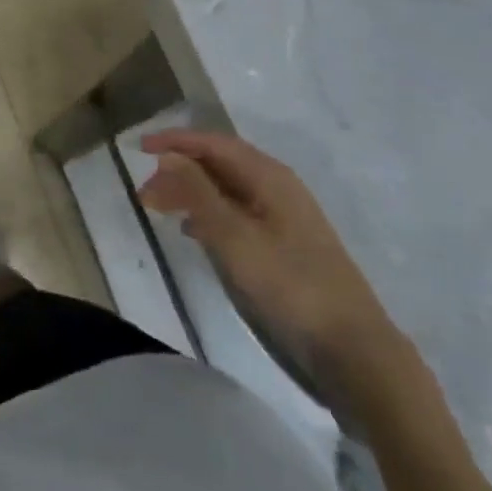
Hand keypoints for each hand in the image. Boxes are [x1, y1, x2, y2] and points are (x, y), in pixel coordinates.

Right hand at [139, 129, 406, 399]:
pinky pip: (235, 213)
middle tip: (144, 192)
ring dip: (190, 193)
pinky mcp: (283, 245)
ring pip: (225, 190)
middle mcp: (276, 187)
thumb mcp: (234, 237)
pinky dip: (207, 215)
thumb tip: (168, 156)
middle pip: (219, 164)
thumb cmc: (289, 284)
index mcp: (269, 176)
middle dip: (179, 170)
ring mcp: (282, 217)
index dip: (175, 141)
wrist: (352, 349)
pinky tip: (191, 231)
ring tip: (159, 209)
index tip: (139, 148)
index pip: (214, 143)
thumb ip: (198, 193)